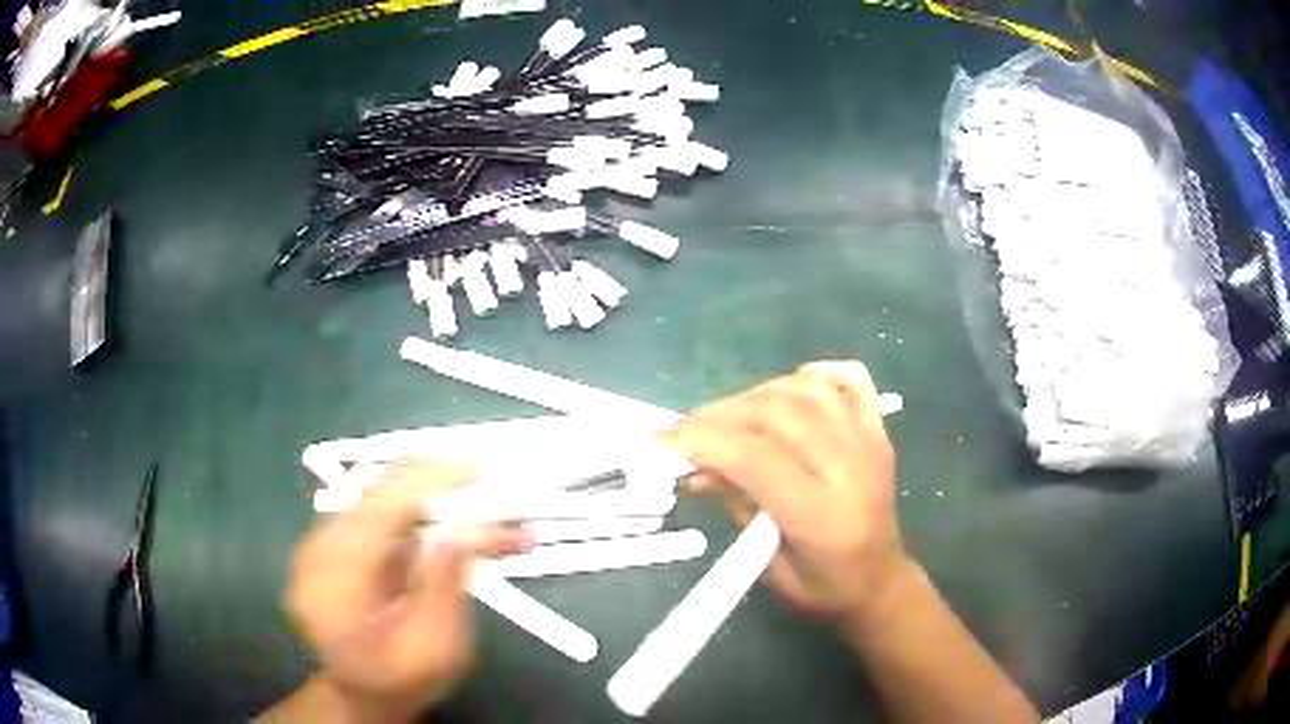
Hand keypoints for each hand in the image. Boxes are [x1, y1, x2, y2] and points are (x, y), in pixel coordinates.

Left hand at [283, 461, 530, 721]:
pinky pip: (376, 505)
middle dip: (437, 480)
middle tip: (493, 477)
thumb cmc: (403, 680)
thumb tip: (468, 525)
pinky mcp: (334, 540)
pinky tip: (447, 495)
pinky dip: (416, 501)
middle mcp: (315, 552)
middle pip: (375, 493)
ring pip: (377, 492)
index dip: (428, 481)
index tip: (480, 467)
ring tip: (481, 494)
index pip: (377, 512)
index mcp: (332, 584)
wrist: (365, 693)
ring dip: (432, 489)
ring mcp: (319, 543)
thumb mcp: (436, 645)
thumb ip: (447, 583)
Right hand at [669, 361, 907, 618]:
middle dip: (720, 414)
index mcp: (824, 516)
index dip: (703, 441)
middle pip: (779, 413)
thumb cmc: (822, 587)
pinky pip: (850, 379)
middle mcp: (852, 469)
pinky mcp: (878, 430)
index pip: (758, 458)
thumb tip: (695, 464)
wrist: (880, 581)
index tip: (659, 440)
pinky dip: (813, 374)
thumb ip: (737, 507)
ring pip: (807, 388)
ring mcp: (869, 442)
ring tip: (728, 417)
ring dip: (756, 394)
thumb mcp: (768, 565)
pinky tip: (786, 390)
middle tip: (684, 430)